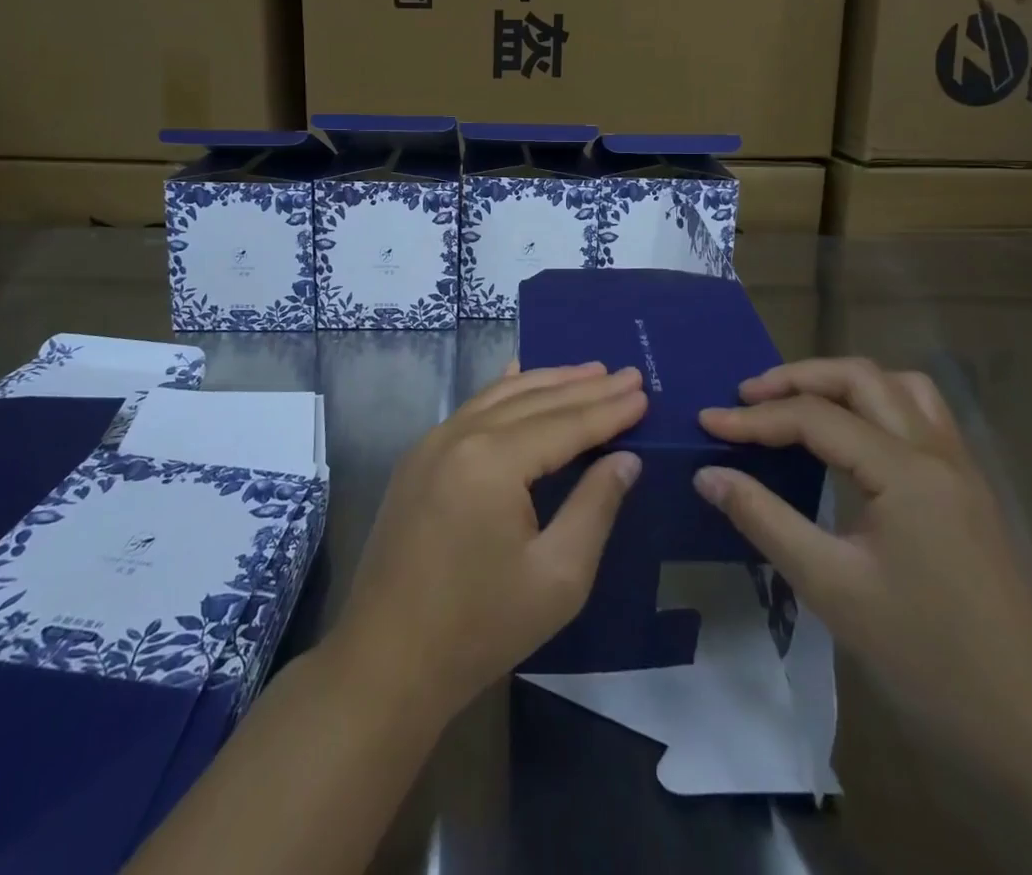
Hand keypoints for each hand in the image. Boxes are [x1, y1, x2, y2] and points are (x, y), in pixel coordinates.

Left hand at [327, 362, 646, 720]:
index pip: (565, 424)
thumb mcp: (558, 576)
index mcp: (493, 460)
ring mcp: (432, 441)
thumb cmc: (481, 626)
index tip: (644, 392)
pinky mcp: (419, 457)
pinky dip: (506, 390)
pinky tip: (520, 375)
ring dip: (548, 382)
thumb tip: (625, 458)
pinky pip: (472, 408)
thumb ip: (595, 507)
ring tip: (589, 371)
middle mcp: (460, 434)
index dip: (608, 409)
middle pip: (534, 401)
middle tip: (628, 374)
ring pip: (501, 396)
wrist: (387, 659)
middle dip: (585, 387)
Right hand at [694, 358, 1031, 751]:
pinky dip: (876, 405)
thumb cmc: (927, 657)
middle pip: (860, 378)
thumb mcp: (831, 587)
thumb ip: (764, 519)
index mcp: (906, 472)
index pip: (816, 417)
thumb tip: (708, 475)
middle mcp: (937, 453)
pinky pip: (921, 415)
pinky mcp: (969, 489)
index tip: (706, 423)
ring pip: (899, 387)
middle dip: (797, 378)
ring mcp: (961, 468)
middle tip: (748, 397)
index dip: (755, 417)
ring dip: (843, 383)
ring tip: (799, 404)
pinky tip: (853, 437)